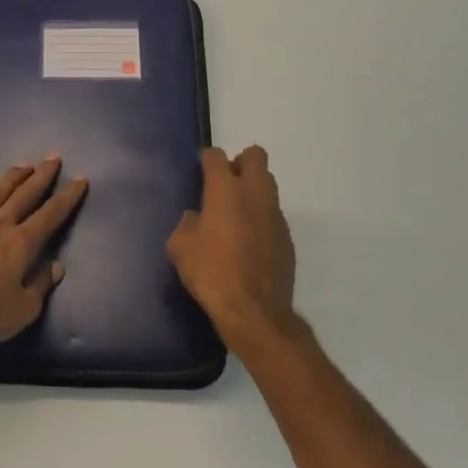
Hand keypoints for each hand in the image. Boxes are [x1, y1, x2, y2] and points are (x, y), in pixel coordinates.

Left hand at [0, 157, 88, 348]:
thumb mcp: (22, 310)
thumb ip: (40, 285)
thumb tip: (56, 266)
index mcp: (21, 244)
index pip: (50, 215)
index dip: (67, 197)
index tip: (80, 179)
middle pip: (24, 195)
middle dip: (41, 176)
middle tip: (53, 157)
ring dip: (11, 178)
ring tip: (23, 165)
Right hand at [167, 145, 297, 350]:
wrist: (254, 311)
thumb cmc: (211, 273)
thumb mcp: (180, 248)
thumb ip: (186, 224)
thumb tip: (196, 218)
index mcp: (225, 190)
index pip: (216, 156)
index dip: (206, 158)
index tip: (200, 168)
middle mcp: (254, 193)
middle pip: (255, 156)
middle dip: (240, 162)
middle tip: (224, 183)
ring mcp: (275, 214)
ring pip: (268, 184)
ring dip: (253, 189)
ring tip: (236, 213)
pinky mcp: (287, 237)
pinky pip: (273, 214)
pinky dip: (261, 217)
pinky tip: (249, 241)